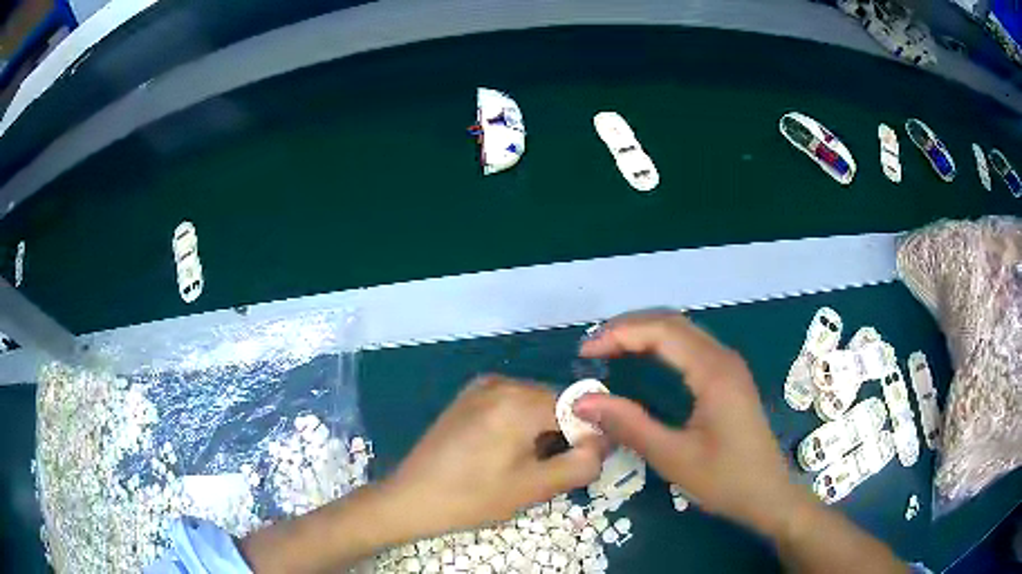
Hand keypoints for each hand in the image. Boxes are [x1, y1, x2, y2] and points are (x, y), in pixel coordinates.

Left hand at [380, 375, 606, 538]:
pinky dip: (519, 426)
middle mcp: (502, 383)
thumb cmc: (474, 496)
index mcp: (520, 400)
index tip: (579, 465)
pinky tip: (503, 454)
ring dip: (541, 432)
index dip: (587, 437)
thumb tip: (604, 442)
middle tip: (547, 471)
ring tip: (523, 466)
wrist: (411, 497)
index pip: (579, 408)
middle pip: (556, 404)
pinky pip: (510, 405)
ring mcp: (480, 387)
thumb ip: (581, 463)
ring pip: (533, 405)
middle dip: (562, 435)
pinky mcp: (467, 398)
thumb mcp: (535, 487)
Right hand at [573, 311, 809, 536]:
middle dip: (628, 327)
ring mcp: (729, 365)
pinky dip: (660, 345)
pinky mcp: (729, 378)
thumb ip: (629, 425)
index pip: (661, 331)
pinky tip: (643, 360)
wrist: (768, 495)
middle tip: (592, 347)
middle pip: (671, 322)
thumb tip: (582, 402)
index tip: (585, 351)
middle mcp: (723, 358)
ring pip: (682, 331)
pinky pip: (690, 346)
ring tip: (609, 350)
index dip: (619, 334)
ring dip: (644, 333)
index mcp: (713, 372)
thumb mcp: (673, 457)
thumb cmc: (725, 480)